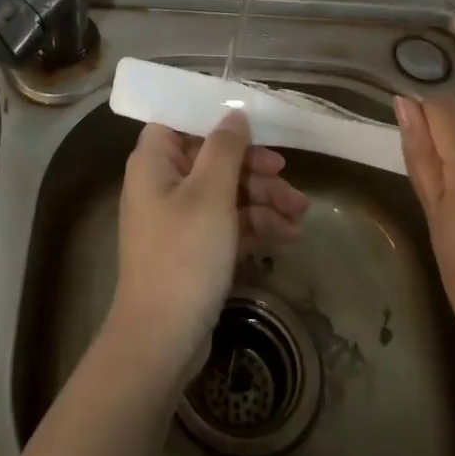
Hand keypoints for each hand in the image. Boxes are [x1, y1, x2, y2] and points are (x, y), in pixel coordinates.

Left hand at [109, 112, 308, 379]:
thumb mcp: (210, 194)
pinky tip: (289, 235)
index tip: (255, 125)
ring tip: (301, 215)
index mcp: (154, 161)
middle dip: (253, 168)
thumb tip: (234, 114)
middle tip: (287, 178)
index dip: (216, 120)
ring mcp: (179, 219)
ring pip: (226, 192)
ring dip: (263, 199)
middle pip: (212, 158)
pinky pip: (228, 223)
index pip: (181, 121)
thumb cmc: (183, 255)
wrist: (162, 341)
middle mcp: (162, 183)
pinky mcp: (195, 249)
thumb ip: (225, 148)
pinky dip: (256, 225)